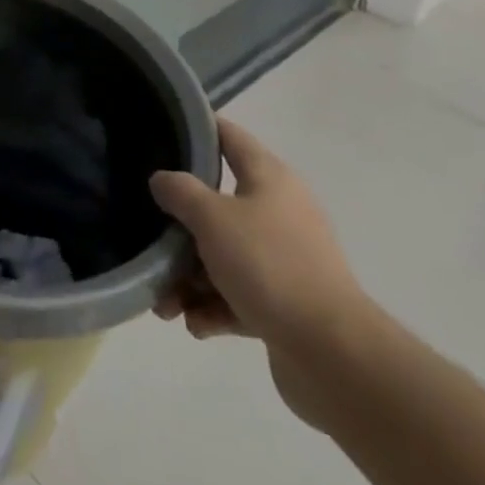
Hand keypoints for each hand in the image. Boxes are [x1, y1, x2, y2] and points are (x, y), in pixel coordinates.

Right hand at [149, 120, 375, 426]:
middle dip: (179, 228)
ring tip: (165, 304)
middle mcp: (280, 212)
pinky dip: (213, 307)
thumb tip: (162, 180)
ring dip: (189, 277)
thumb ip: (179, 191)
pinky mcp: (286, 305)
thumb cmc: (269, 266)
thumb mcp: (211, 217)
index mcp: (270, 179)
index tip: (160, 130)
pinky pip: (237, 295)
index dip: (196, 129)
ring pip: (223, 256)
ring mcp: (285, 260)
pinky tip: (195, 324)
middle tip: (150, 237)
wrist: (334, 356)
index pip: (228, 136)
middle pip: (216, 205)